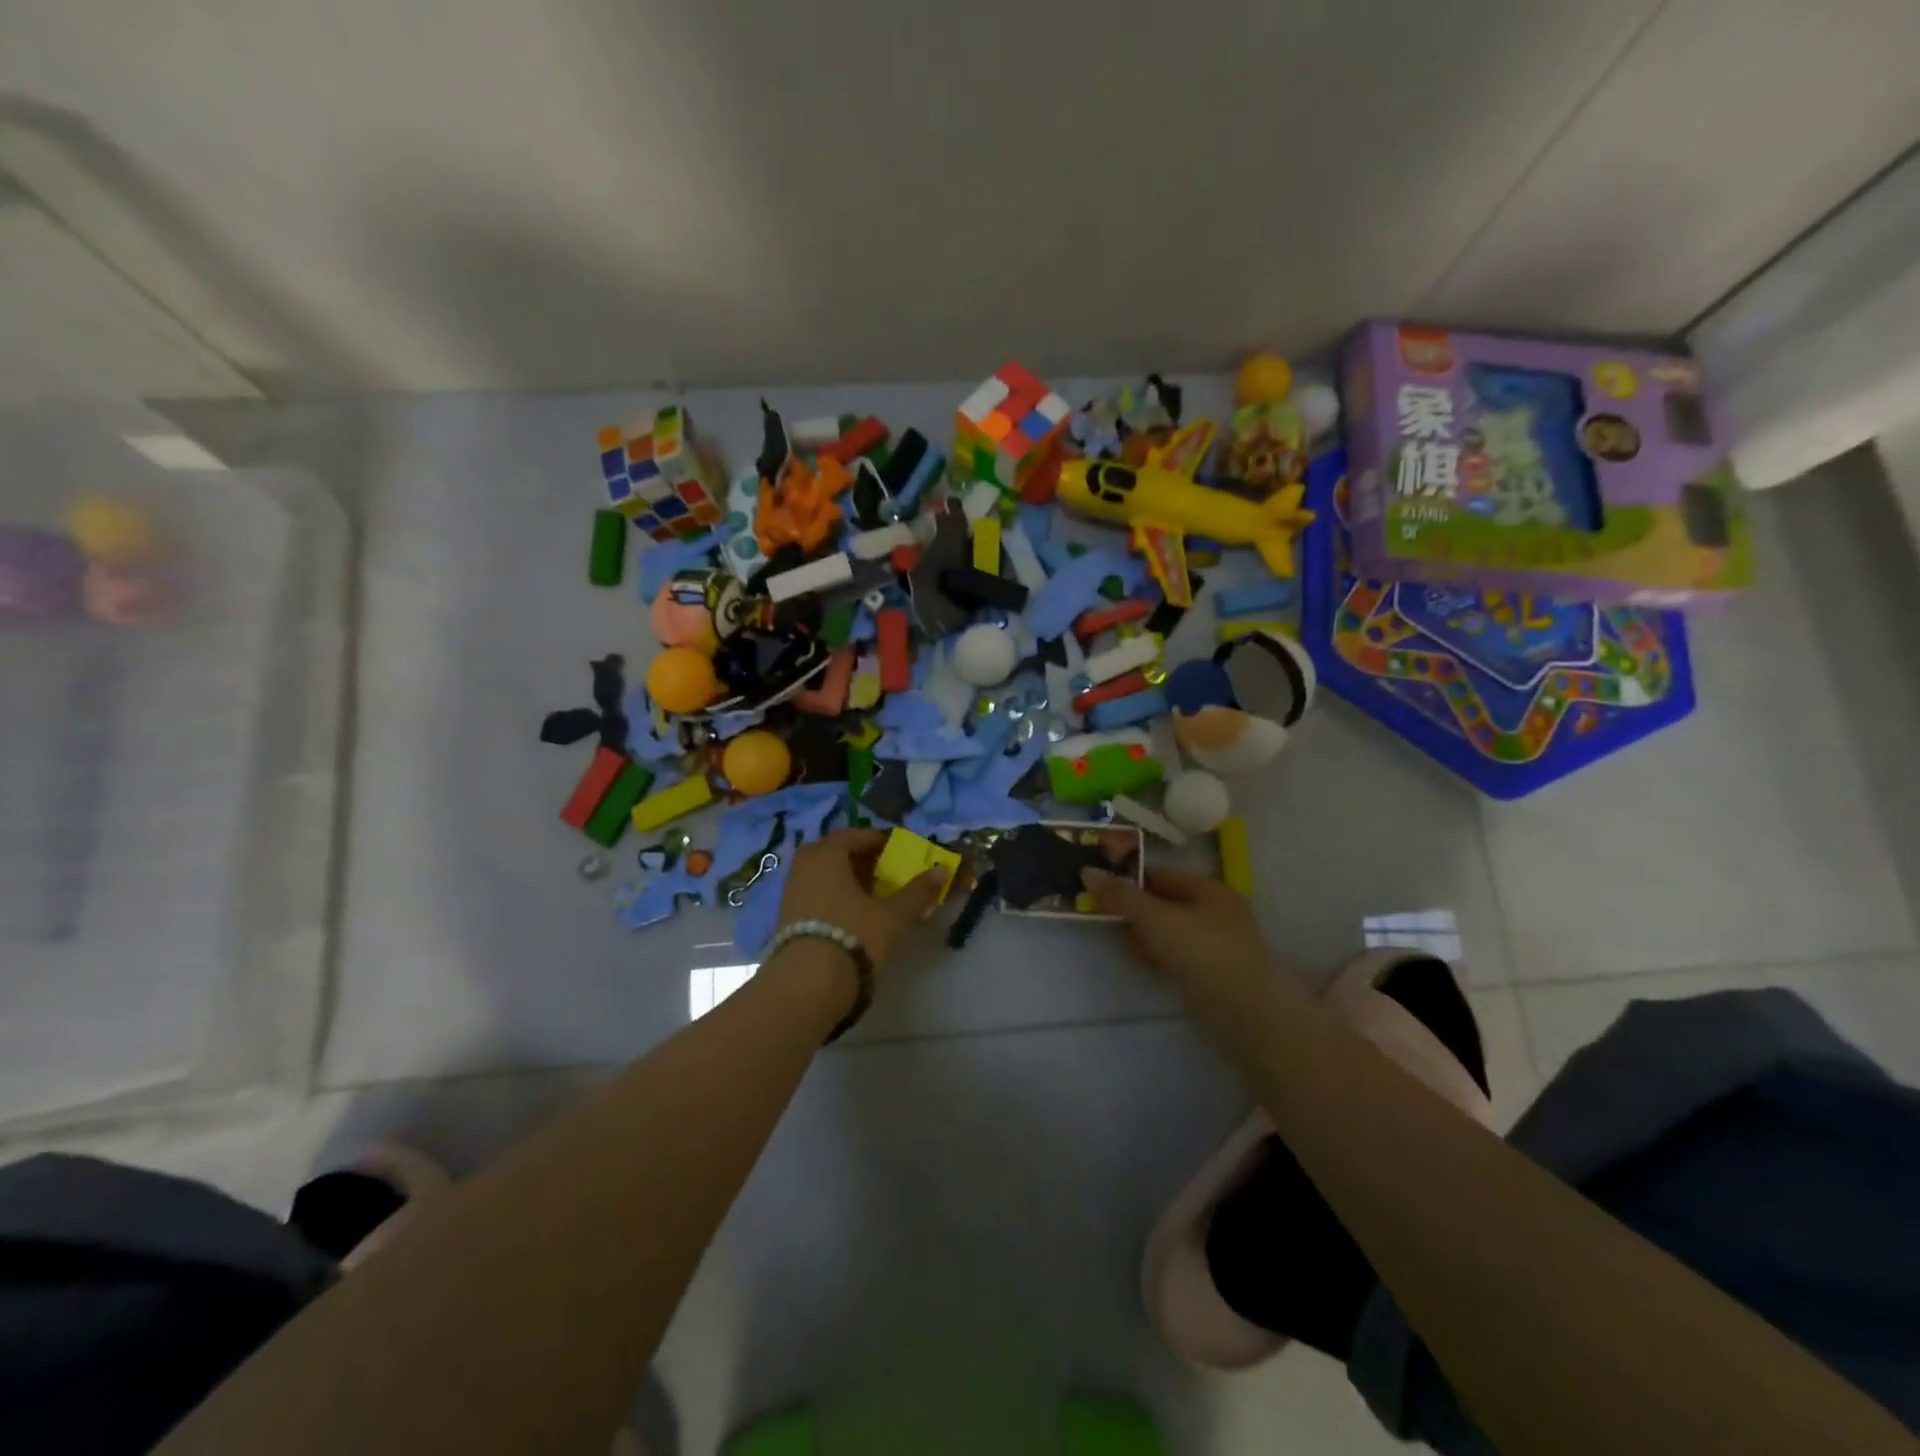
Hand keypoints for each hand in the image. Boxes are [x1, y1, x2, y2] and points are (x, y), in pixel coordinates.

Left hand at [774, 828, 948, 975]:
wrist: (808, 984)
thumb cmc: (854, 936)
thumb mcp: (893, 915)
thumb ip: (918, 891)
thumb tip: (942, 869)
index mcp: (827, 853)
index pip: (855, 834)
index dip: (879, 841)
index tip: (898, 853)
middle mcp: (804, 865)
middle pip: (836, 853)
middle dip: (860, 860)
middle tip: (885, 873)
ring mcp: (790, 891)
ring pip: (823, 875)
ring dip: (846, 880)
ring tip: (871, 898)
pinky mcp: (785, 917)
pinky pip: (814, 894)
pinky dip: (833, 897)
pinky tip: (850, 917)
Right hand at [1080, 864, 1274, 997]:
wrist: (1246, 1014)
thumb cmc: (1201, 952)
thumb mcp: (1155, 917)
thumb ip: (1121, 896)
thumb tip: (1088, 872)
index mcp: (1209, 889)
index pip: (1161, 873)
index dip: (1129, 877)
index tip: (1098, 885)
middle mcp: (1217, 911)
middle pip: (1165, 901)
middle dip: (1133, 907)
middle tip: (1101, 913)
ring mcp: (1217, 944)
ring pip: (1170, 930)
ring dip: (1142, 932)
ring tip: (1115, 937)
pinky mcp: (1213, 974)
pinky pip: (1177, 954)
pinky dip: (1156, 953)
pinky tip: (1137, 959)